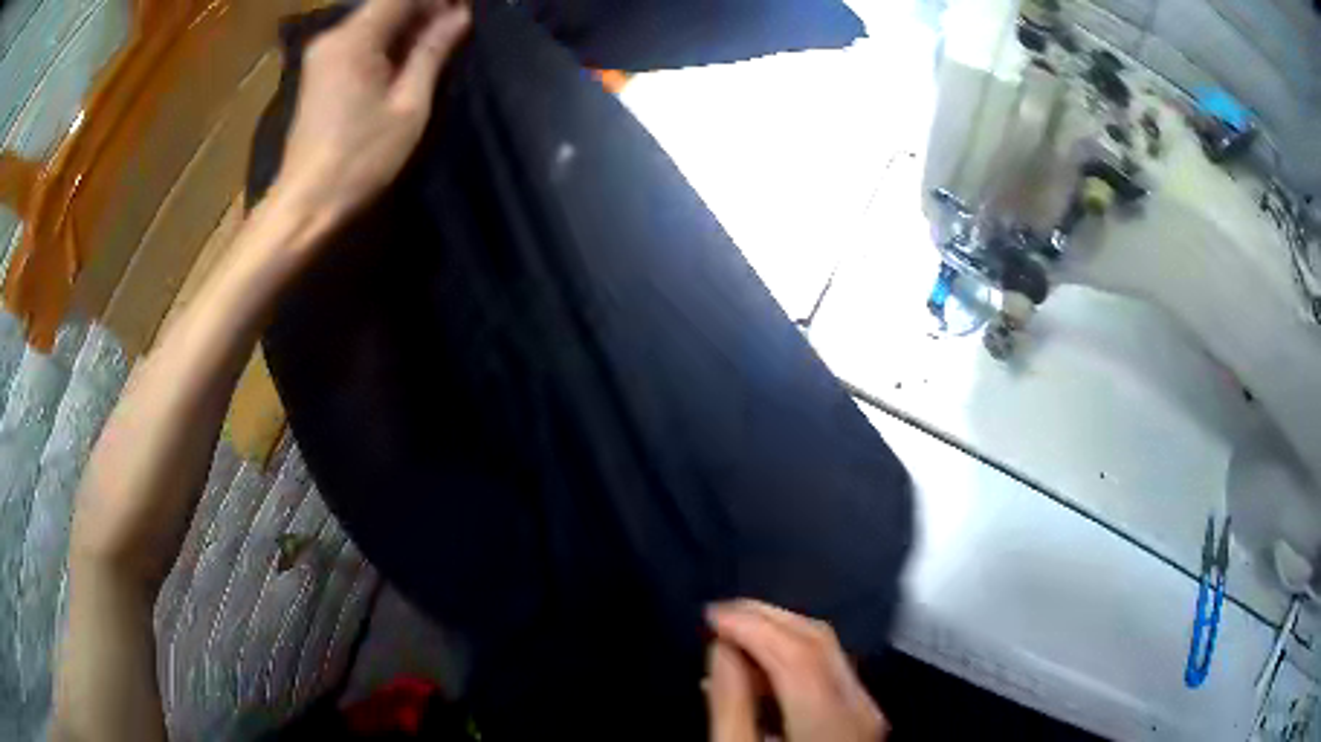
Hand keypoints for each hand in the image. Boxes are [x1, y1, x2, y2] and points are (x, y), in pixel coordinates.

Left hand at [274, 0, 469, 225]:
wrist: (306, 203)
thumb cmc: (360, 158)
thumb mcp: (408, 104)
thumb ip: (432, 52)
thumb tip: (459, 15)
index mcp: (354, 39)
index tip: (464, 9)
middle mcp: (333, 37)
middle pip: (386, 4)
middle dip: (424, 9)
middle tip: (457, 26)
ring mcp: (323, 55)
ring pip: (374, 21)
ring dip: (408, 25)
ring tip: (440, 41)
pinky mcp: (320, 72)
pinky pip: (360, 40)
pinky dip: (388, 42)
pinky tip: (409, 58)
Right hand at [706, 600, 888, 741]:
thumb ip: (730, 705)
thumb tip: (722, 649)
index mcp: (831, 719)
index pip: (796, 651)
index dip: (752, 624)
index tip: (712, 614)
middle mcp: (860, 706)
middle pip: (818, 641)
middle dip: (766, 617)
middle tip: (722, 611)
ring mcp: (867, 710)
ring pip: (828, 650)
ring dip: (780, 633)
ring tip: (736, 630)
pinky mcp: (862, 715)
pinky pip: (831, 670)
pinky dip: (795, 656)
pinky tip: (764, 662)